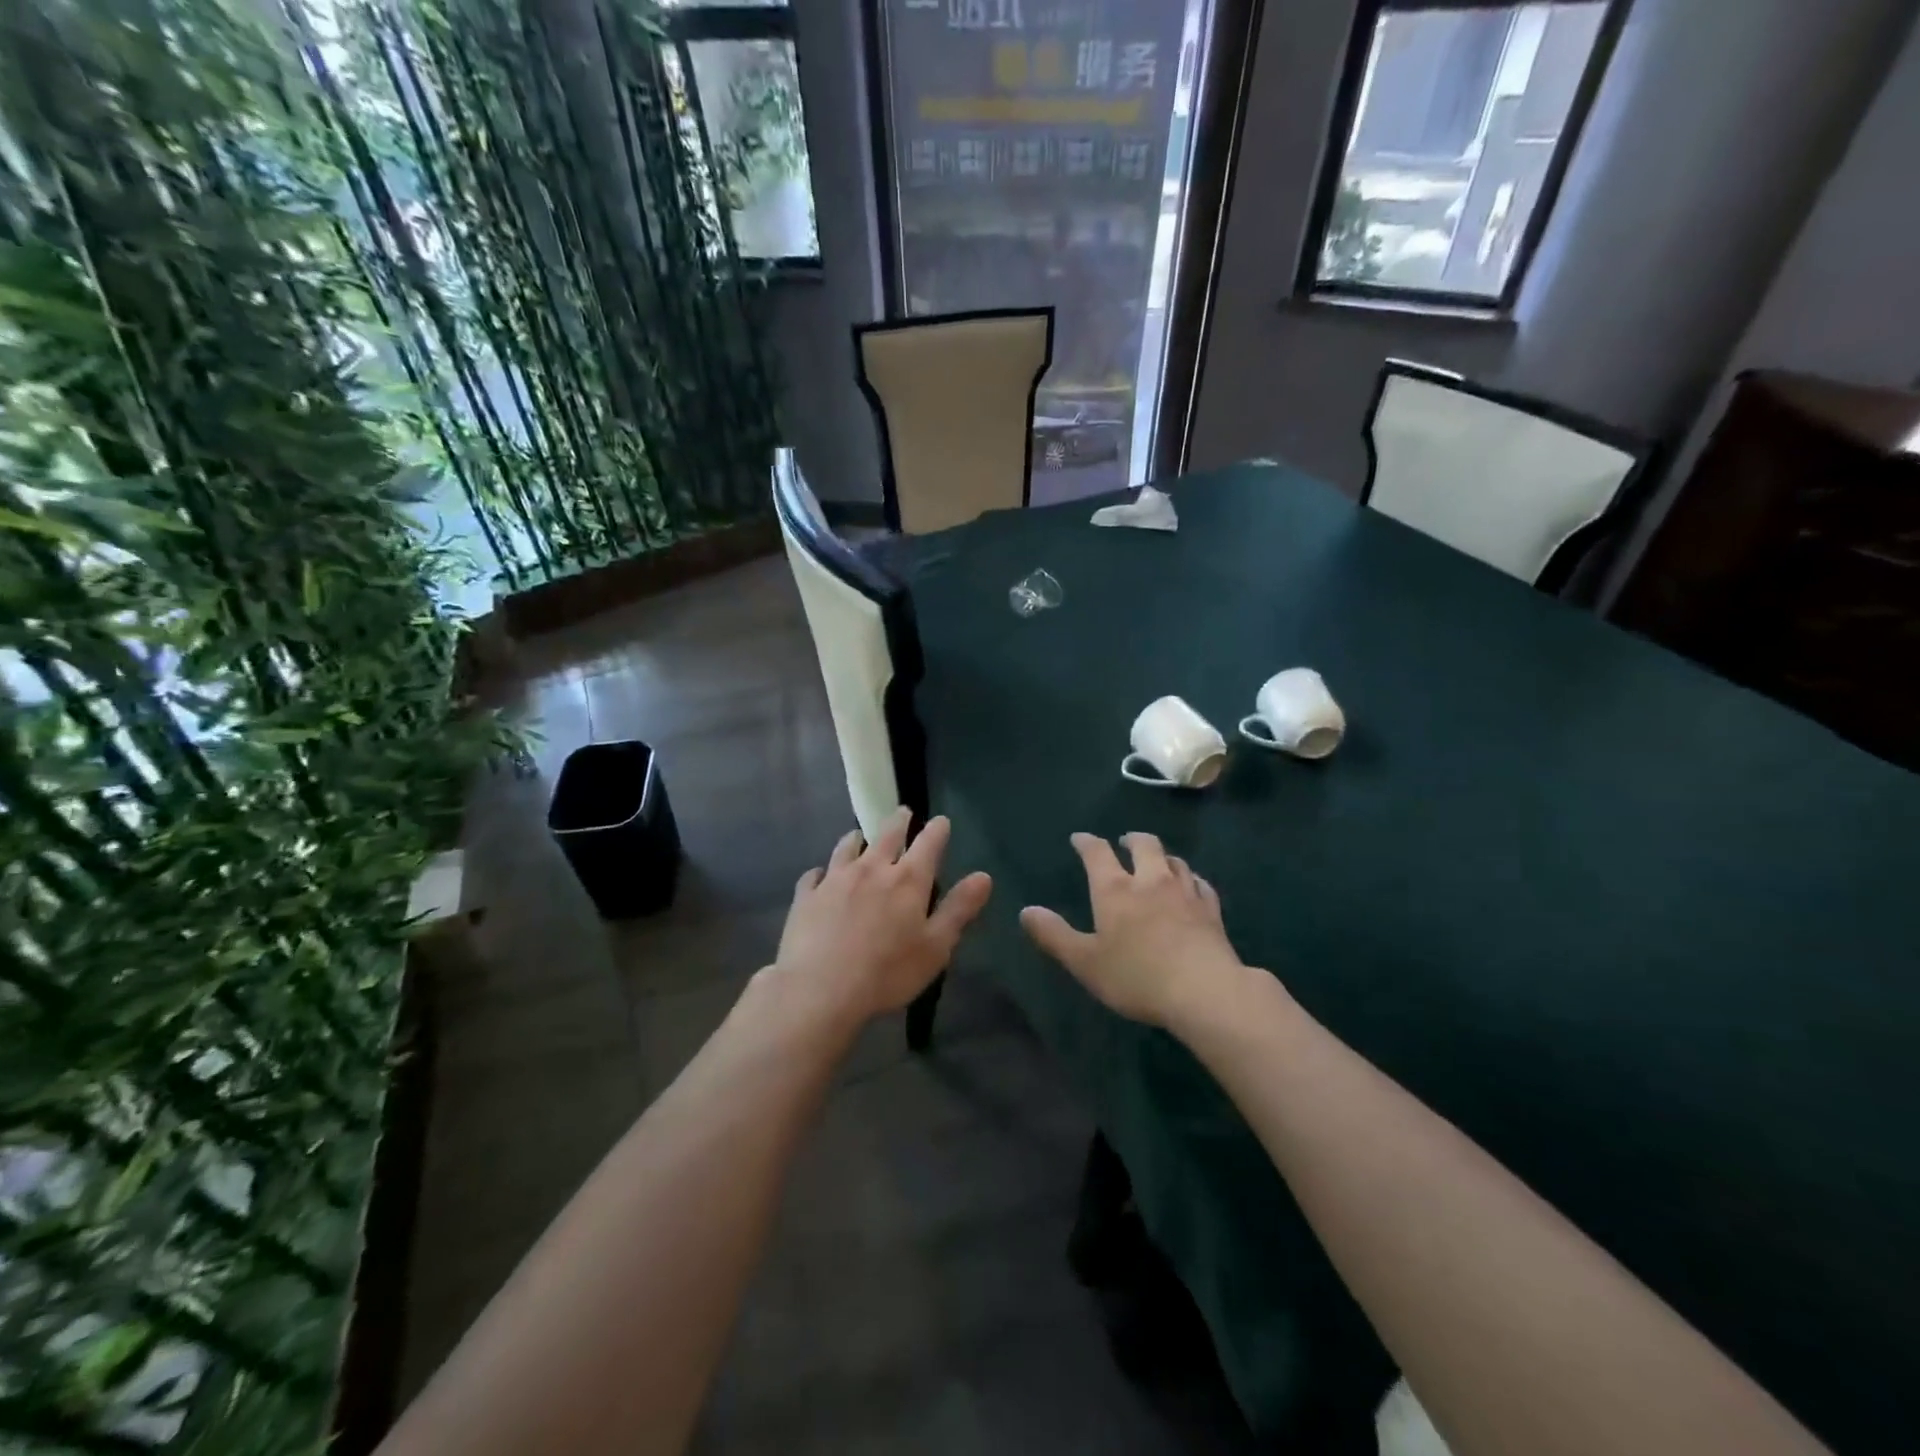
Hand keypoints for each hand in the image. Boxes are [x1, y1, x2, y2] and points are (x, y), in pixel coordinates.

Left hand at [774, 807, 992, 1023]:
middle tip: (903, 813)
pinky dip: (821, 872)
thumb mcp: (935, 946)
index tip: (941, 821)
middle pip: (887, 834)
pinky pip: (814, 875)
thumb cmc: (887, 972)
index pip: (928, 843)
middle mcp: (871, 868)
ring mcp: (835, 879)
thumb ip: (959, 909)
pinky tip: (820, 876)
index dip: (937, 830)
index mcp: (907, 880)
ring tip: (859, 835)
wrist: (819, 989)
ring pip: (847, 847)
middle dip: (899, 821)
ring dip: (857, 839)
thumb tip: (983, 876)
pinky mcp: (806, 896)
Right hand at [1020, 832, 1248, 1027]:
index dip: (1086, 842)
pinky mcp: (1211, 910)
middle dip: (1131, 839)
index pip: (1097, 852)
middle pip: (1144, 845)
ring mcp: (1185, 892)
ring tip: (1157, 862)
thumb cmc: (1136, 976)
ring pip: (1174, 860)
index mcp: (1114, 889)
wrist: (1204, 991)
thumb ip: (1054, 935)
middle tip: (1124, 842)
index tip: (1079, 838)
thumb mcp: (1084, 962)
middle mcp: (1150, 880)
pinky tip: (1191, 886)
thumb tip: (1026, 911)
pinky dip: (1191, 879)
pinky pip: (1200, 884)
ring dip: (1162, 856)